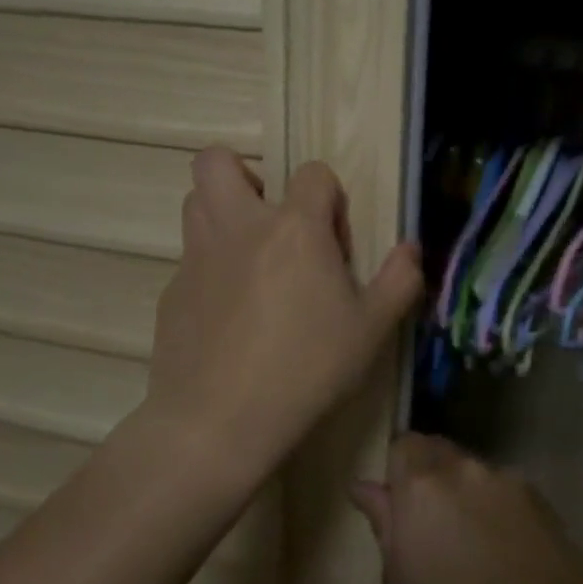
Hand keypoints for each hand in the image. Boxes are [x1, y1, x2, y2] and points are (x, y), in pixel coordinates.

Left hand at [144, 147, 422, 478]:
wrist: (218, 422)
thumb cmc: (307, 369)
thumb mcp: (372, 330)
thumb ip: (399, 281)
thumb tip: (411, 248)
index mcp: (294, 228)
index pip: (312, 174)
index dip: (329, 197)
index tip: (334, 240)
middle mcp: (239, 227)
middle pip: (217, 161)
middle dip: (244, 174)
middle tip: (270, 218)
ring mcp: (196, 257)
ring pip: (195, 202)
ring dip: (221, 212)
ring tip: (249, 257)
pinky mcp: (171, 291)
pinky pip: (189, 258)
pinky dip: (209, 268)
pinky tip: (227, 315)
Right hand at [350, 434, 582, 583]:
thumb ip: (386, 524)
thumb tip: (365, 486)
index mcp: (423, 487)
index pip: (404, 444)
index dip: (399, 471)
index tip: (400, 507)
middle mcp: (465, 469)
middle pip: (440, 452)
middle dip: (430, 478)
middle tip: (432, 528)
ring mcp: (507, 479)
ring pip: (473, 471)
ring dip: (465, 493)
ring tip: (472, 544)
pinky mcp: (540, 496)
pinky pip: (504, 489)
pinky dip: (496, 507)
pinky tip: (505, 549)